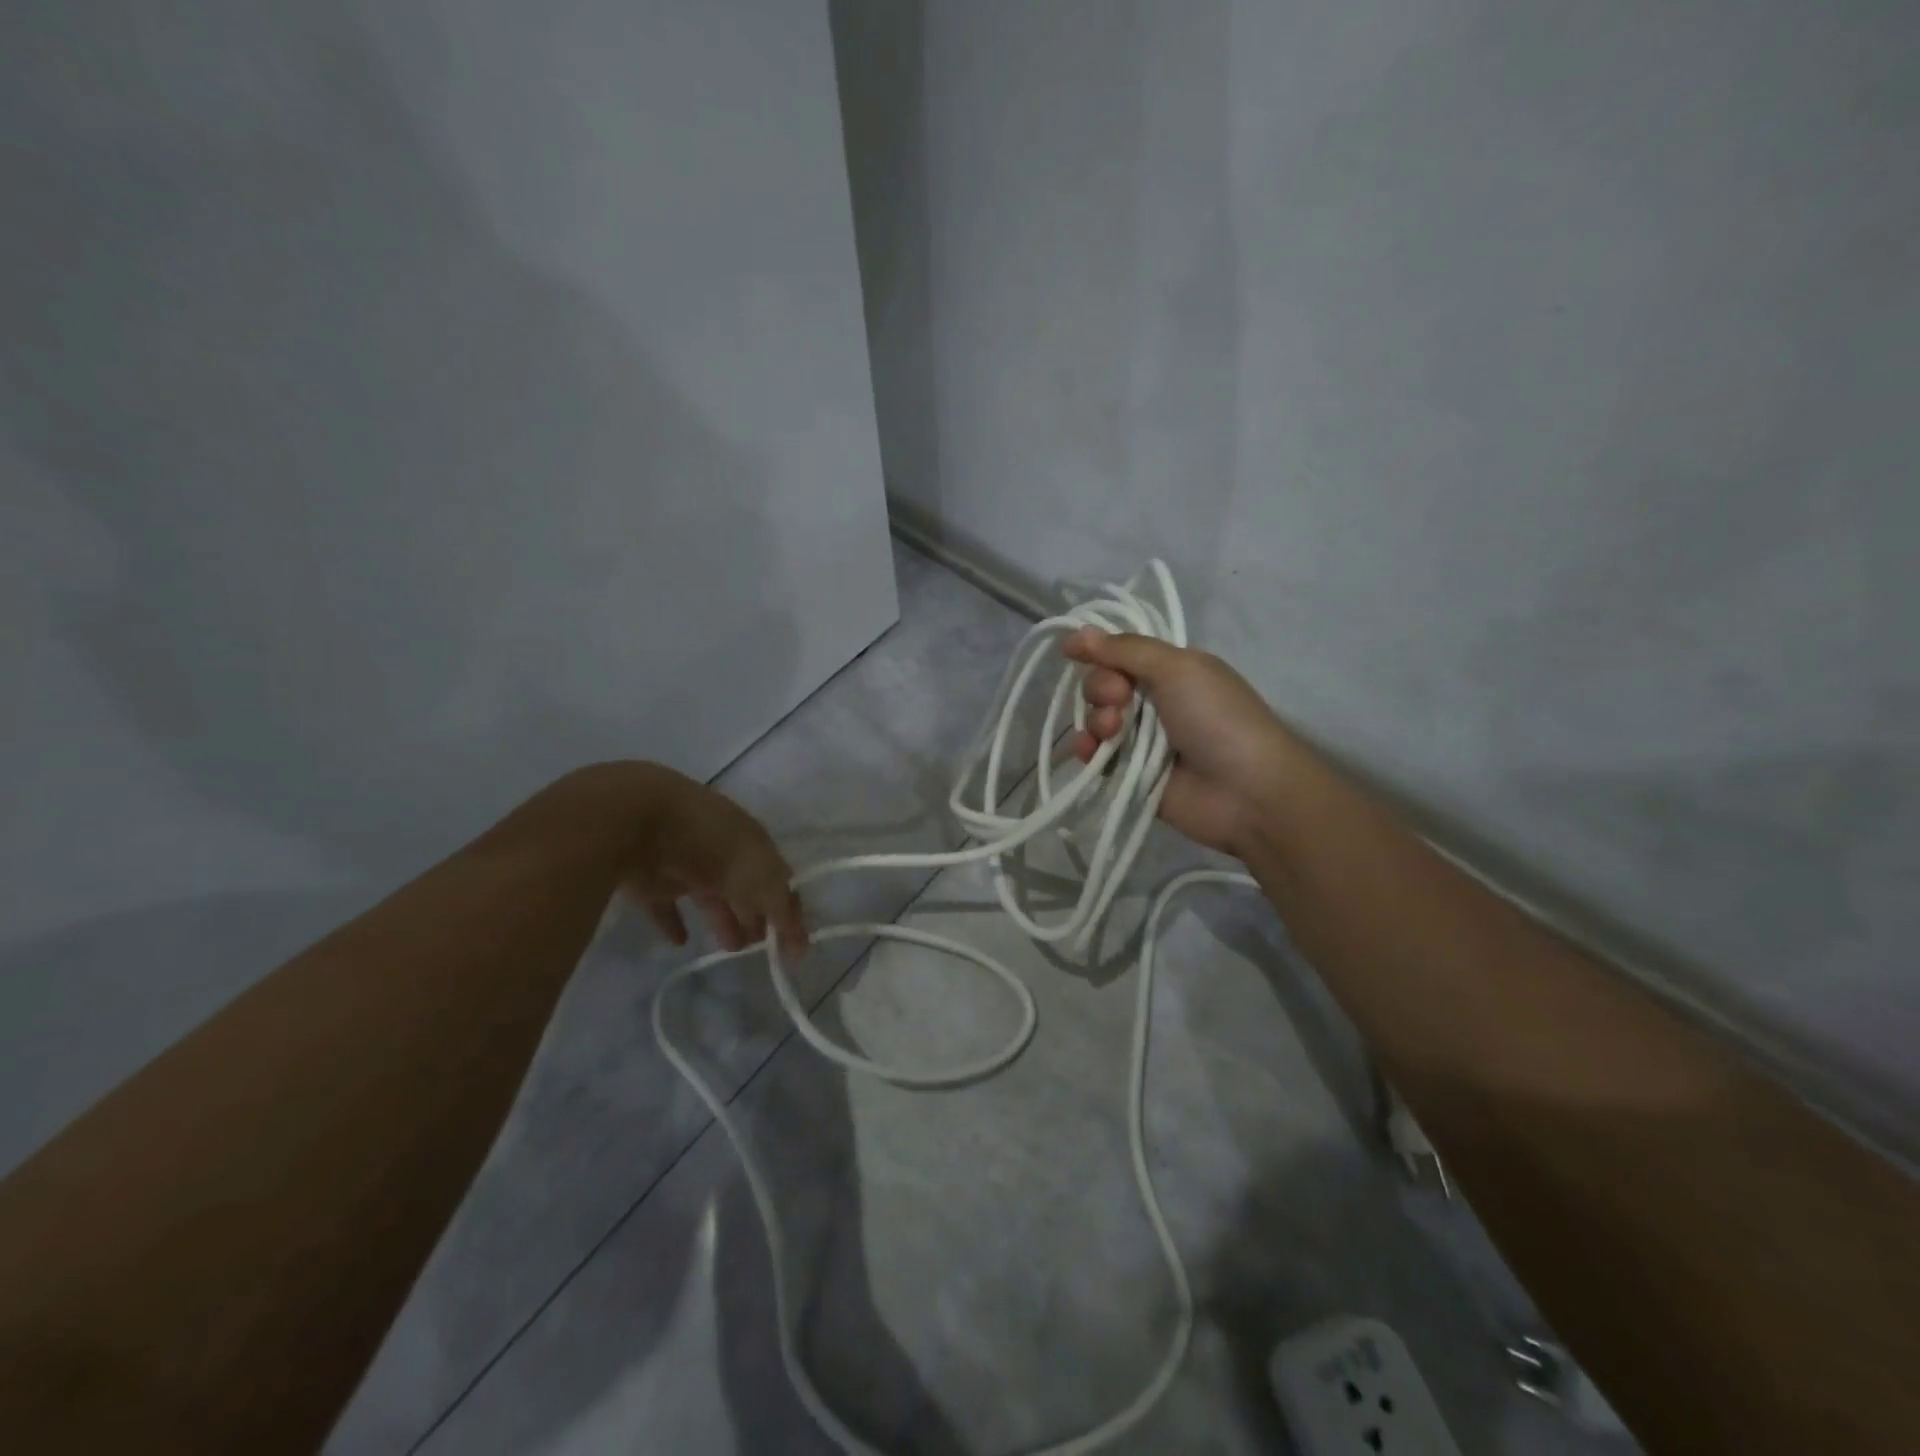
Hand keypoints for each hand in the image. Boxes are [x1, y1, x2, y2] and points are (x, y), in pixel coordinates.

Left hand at [626, 767, 807, 958]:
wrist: (640, 821)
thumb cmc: (712, 845)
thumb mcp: (760, 876)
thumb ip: (782, 910)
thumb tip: (801, 944)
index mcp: (754, 842)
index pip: (779, 878)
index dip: (788, 909)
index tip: (792, 946)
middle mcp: (724, 851)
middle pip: (746, 888)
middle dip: (757, 915)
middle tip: (760, 947)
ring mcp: (686, 864)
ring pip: (711, 896)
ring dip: (724, 920)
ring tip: (731, 948)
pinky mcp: (651, 880)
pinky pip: (666, 906)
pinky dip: (674, 923)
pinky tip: (680, 942)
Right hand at [1062, 629, 1306, 857]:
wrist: (1245, 791)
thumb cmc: (1216, 718)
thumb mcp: (1177, 668)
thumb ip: (1125, 649)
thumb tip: (1076, 632)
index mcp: (1171, 671)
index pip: (1119, 654)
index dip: (1099, 653)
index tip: (1077, 654)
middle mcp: (1155, 701)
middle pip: (1103, 684)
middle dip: (1101, 689)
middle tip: (1121, 700)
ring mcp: (1141, 740)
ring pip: (1096, 719)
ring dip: (1096, 720)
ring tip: (1113, 732)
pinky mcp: (1130, 774)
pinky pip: (1095, 756)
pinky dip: (1087, 750)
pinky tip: (1090, 752)